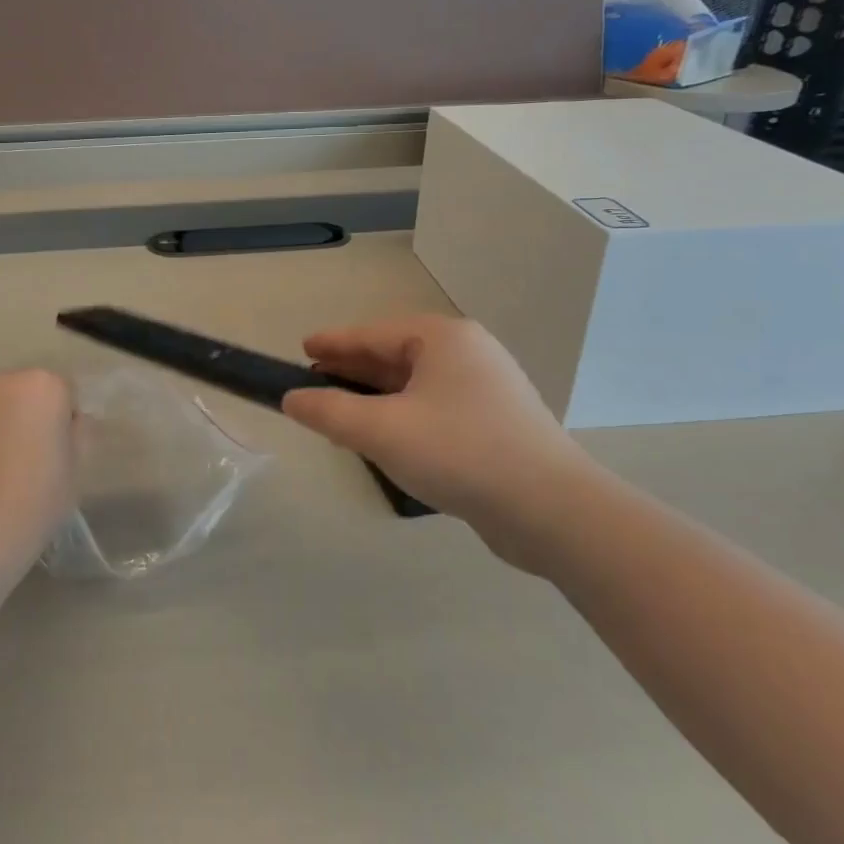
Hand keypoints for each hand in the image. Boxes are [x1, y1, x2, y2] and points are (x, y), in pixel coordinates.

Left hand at [0, 370, 77, 544]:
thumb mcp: (78, 463)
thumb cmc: (40, 493)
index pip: (65, 392)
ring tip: (7, 466)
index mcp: (43, 384)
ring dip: (6, 423)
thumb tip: (72, 422)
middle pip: (28, 392)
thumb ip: (80, 430)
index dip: (67, 421)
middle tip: (36, 456)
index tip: (63, 451)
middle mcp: (3, 382)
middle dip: (34, 415)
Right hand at [281, 316, 600, 570]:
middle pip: (394, 355)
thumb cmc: (460, 453)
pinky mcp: (495, 423)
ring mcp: (486, 388)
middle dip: (352, 369)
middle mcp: (467, 353)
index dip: (333, 343)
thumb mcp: (381, 431)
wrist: (552, 510)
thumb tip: (292, 399)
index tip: (302, 348)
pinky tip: (384, 436)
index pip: (373, 333)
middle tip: (313, 380)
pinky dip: (401, 415)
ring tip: (339, 410)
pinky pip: (433, 407)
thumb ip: (329, 412)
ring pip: (414, 384)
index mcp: (443, 339)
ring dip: (375, 396)